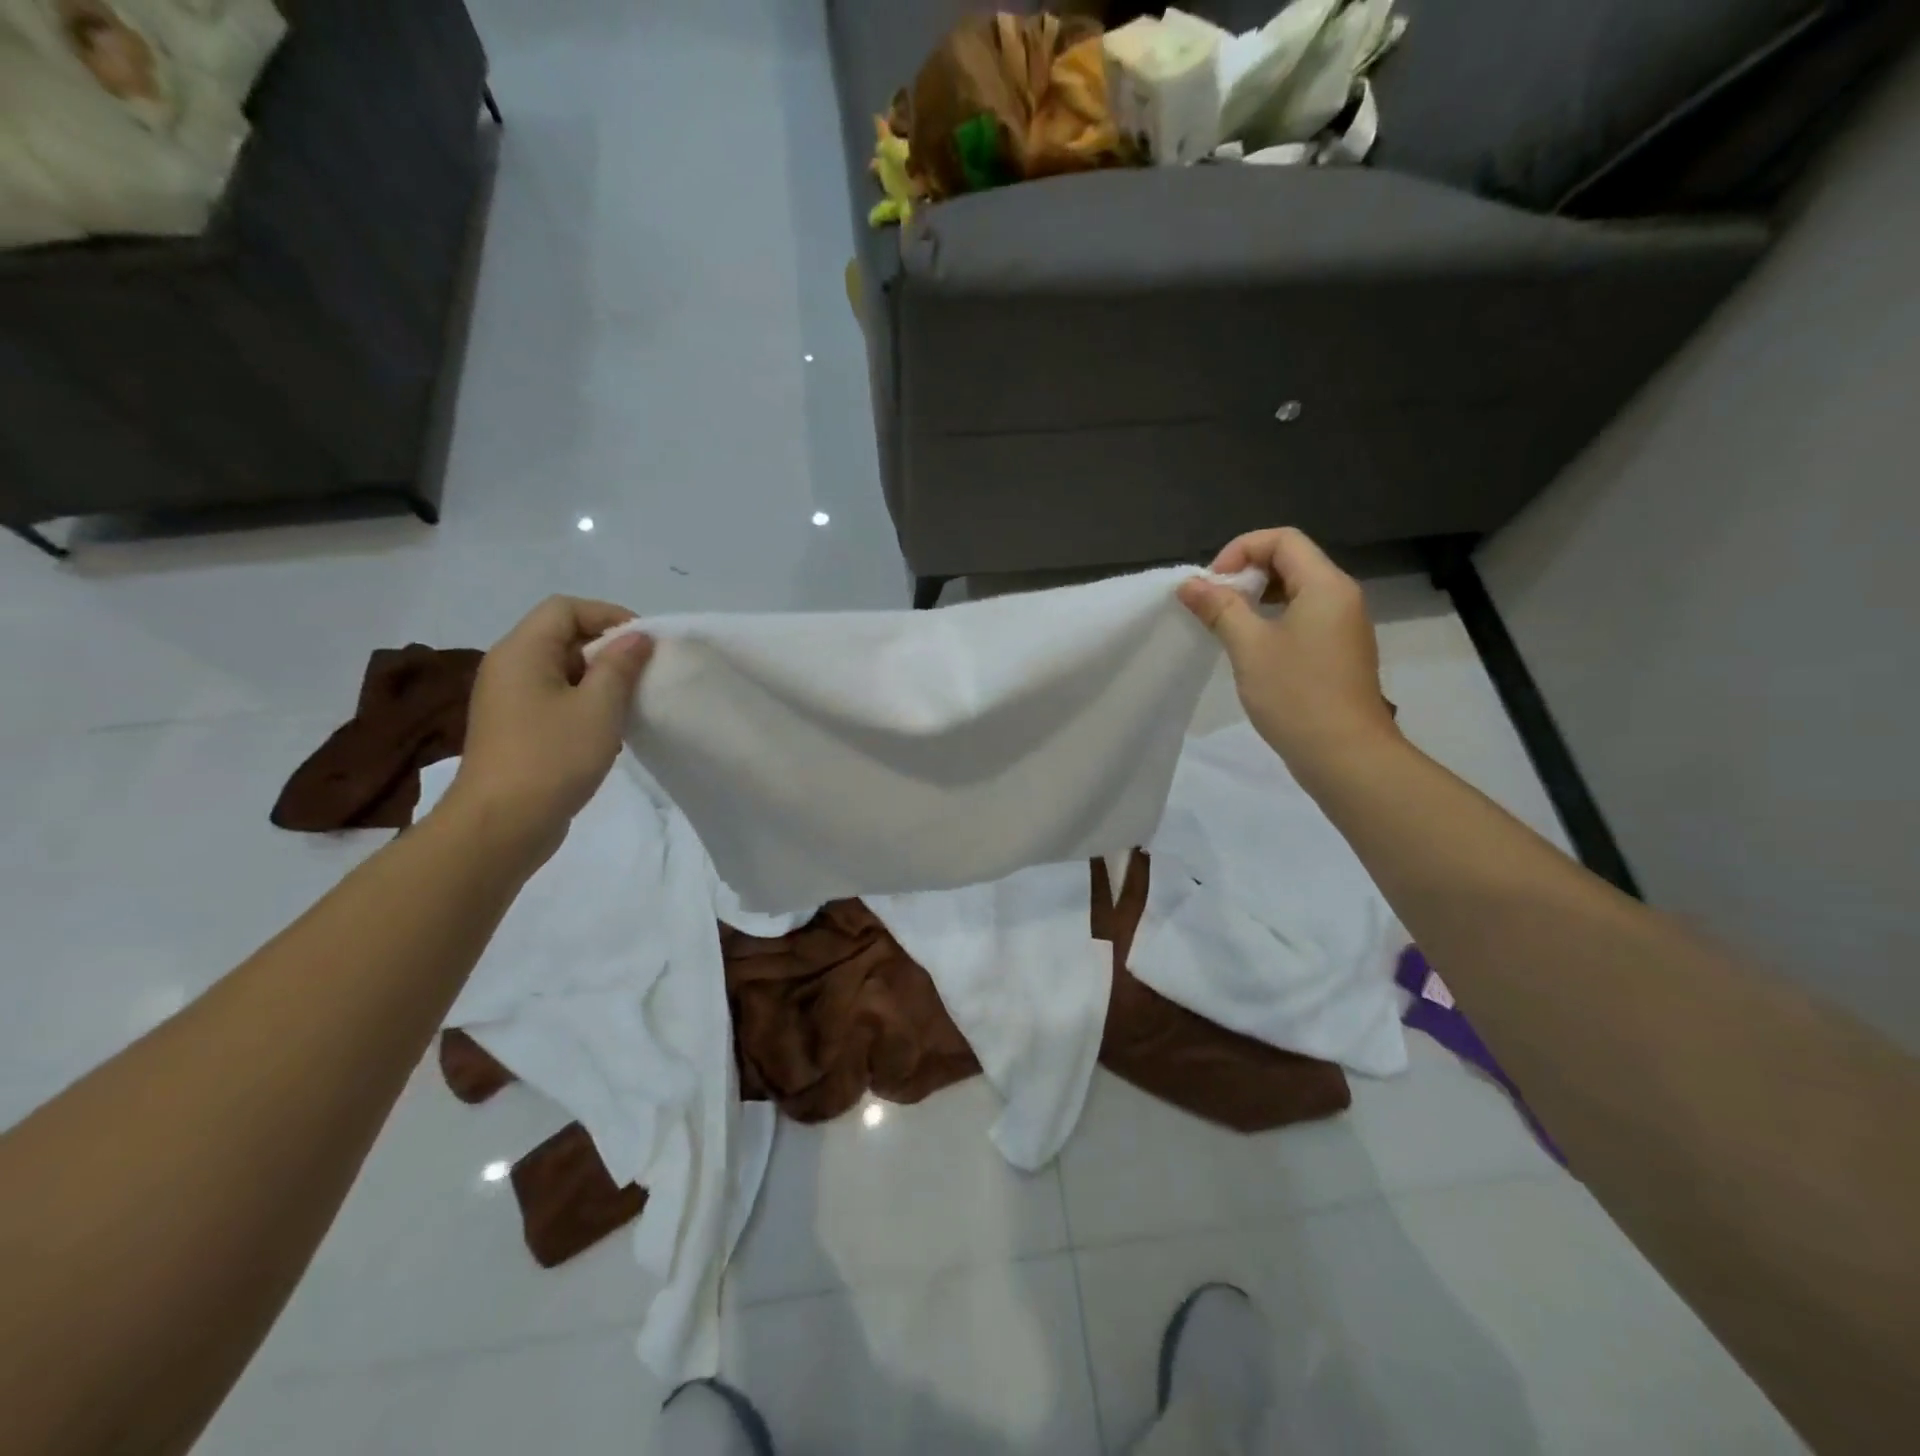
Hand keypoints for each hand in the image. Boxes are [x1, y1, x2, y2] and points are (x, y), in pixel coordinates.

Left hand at [443, 597, 654, 866]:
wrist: (502, 825)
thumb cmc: (553, 757)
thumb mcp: (599, 707)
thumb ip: (620, 666)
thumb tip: (637, 637)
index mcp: (522, 651)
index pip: (565, 608)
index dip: (608, 616)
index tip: (644, 643)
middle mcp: (509, 667)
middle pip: (562, 636)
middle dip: (608, 649)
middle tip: (644, 674)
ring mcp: (508, 700)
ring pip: (561, 671)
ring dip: (599, 680)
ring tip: (631, 703)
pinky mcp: (515, 729)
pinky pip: (554, 699)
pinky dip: (585, 704)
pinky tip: (608, 730)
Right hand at [1178, 528, 1399, 773]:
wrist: (1345, 754)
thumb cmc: (1296, 695)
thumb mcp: (1249, 647)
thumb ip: (1219, 608)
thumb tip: (1190, 584)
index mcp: (1326, 585)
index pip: (1282, 539)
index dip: (1240, 550)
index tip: (1212, 584)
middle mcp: (1341, 596)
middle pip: (1291, 561)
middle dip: (1247, 573)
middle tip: (1215, 604)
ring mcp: (1343, 625)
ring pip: (1297, 591)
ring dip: (1258, 598)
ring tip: (1228, 625)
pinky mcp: (1338, 651)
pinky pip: (1304, 617)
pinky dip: (1274, 619)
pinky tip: (1252, 649)